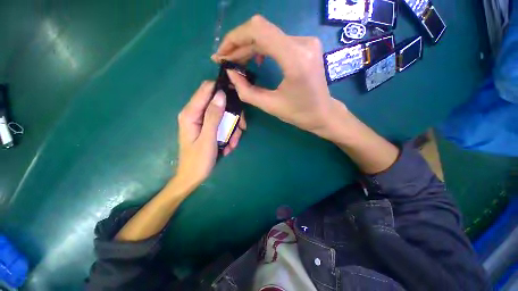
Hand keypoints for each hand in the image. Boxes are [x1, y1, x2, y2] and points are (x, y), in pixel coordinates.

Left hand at [175, 81, 245, 187]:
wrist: (192, 177)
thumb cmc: (198, 160)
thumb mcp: (208, 138)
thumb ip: (213, 116)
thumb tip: (221, 94)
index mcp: (191, 113)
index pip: (206, 89)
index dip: (222, 89)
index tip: (238, 96)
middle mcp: (196, 114)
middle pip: (218, 103)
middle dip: (232, 115)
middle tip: (241, 128)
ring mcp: (202, 121)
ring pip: (223, 116)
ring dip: (232, 129)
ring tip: (233, 143)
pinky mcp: (208, 128)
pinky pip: (222, 125)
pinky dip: (229, 134)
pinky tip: (229, 146)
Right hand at [212, 15, 346, 138]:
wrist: (323, 113)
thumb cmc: (299, 114)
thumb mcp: (270, 106)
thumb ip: (247, 90)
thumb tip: (231, 73)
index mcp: (295, 59)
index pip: (258, 31)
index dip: (234, 39)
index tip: (221, 55)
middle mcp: (303, 43)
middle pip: (261, 31)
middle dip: (238, 45)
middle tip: (225, 61)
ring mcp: (306, 41)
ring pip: (268, 34)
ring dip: (248, 47)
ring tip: (237, 62)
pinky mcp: (305, 45)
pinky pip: (277, 40)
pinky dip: (261, 48)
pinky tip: (256, 60)